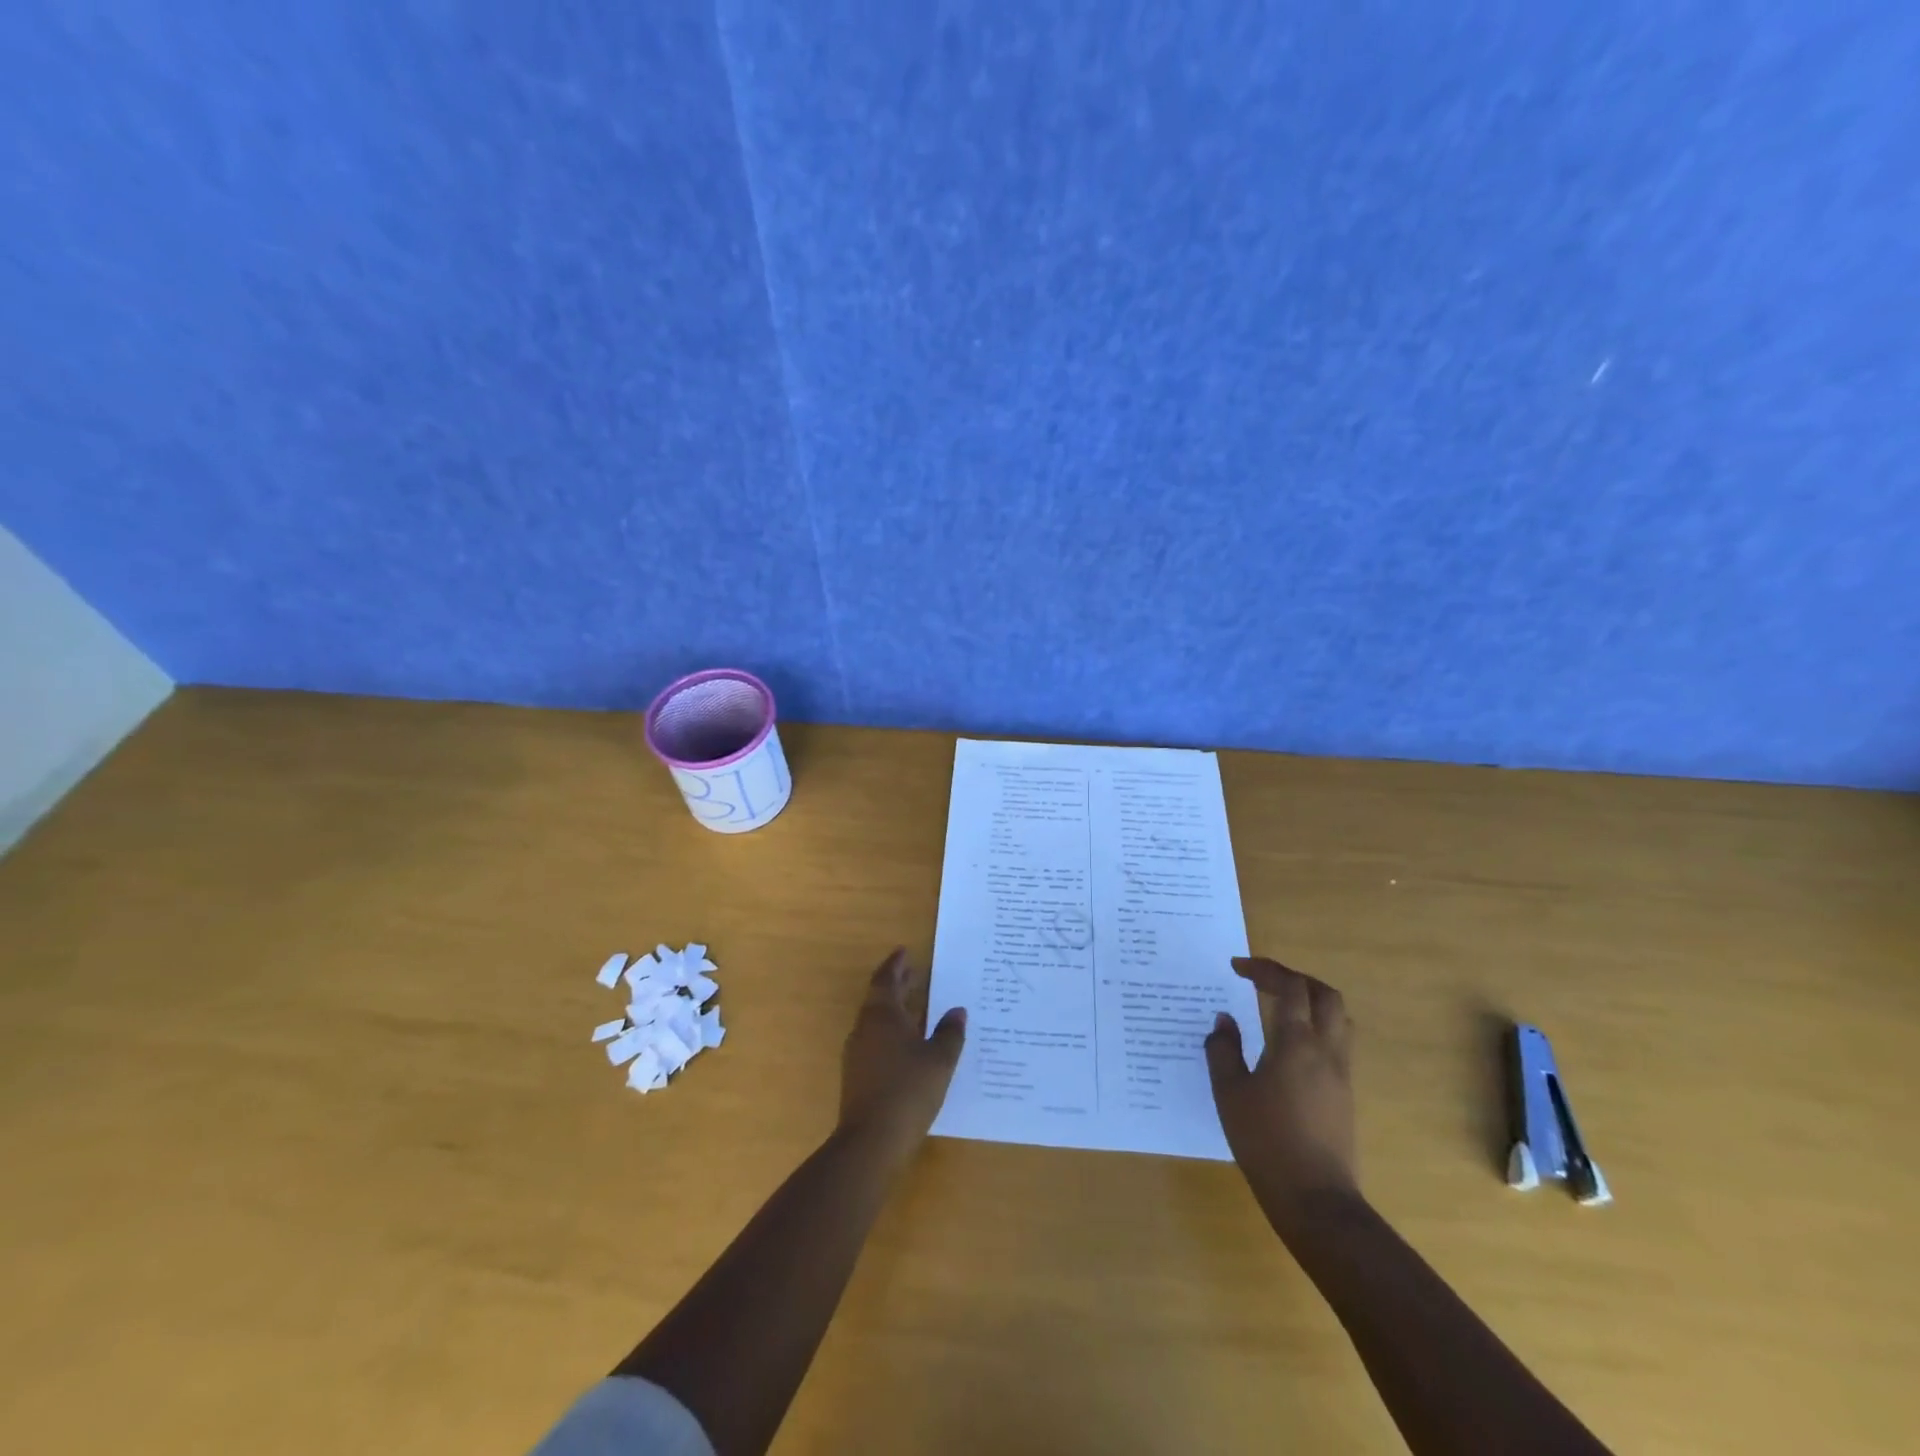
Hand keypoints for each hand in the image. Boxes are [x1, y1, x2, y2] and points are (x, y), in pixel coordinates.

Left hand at [838, 948, 966, 1158]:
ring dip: (896, 1009)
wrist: (870, 1141)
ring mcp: (858, 1053)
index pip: (886, 979)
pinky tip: (909, 1044)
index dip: (896, 964)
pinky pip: (876, 1040)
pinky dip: (893, 1032)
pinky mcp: (858, 1075)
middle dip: (897, 984)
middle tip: (914, 972)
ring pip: (877, 1020)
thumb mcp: (939, 1060)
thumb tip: (957, 1010)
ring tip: (918, 1006)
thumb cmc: (908, 1091)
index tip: (905, 951)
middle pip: (880, 998)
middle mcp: (866, 1028)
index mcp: (882, 1015)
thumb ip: (950, 1033)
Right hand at [1205, 956, 1358, 1226]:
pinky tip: (1289, 1046)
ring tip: (1279, 1006)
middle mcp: (1326, 1051)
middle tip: (1264, 980)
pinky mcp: (1345, 1095)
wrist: (1315, 1199)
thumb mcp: (1229, 1092)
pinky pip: (1337, 1043)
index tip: (1237, 967)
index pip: (1290, 987)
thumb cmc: (1265, 1141)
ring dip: (1310, 1001)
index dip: (1265, 969)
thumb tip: (1224, 1020)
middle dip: (1295, 978)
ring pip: (1338, 1019)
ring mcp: (1341, 1074)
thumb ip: (1223, 1050)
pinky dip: (1315, 1028)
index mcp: (1297, 1044)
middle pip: (1325, 995)